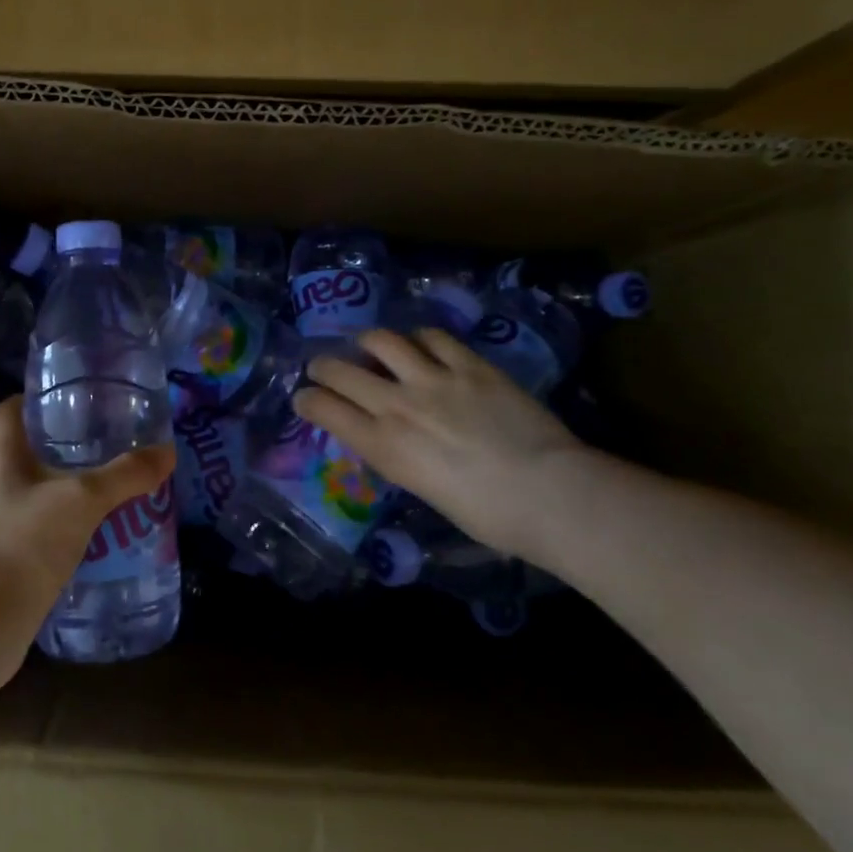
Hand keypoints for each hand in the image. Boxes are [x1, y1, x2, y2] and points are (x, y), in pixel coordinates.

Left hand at [0, 395, 176, 630]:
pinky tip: (103, 529)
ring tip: (117, 482)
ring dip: (74, 485)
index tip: (79, 396)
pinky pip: (44, 526)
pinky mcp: (9, 556)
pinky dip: (71, 523)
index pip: (12, 409)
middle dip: (71, 443)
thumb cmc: (24, 543)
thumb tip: (168, 451)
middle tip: (114, 439)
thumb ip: (125, 475)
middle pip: (32, 448)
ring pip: (41, 489)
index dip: (40, 397)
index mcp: (2, 455)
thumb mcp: (83, 500)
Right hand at [296, 328, 587, 557]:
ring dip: (368, 342)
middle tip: (323, 367)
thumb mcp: (423, 490)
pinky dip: (419, 339)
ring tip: (371, 346)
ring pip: (382, 341)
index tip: (303, 398)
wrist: (548, 493)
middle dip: (323, 367)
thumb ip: (399, 456)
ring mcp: (434, 379)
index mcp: (383, 446)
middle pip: (341, 370)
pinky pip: (433, 337)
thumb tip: (391, 437)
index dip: (306, 400)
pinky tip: (422, 345)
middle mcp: (397, 405)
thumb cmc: (486, 514)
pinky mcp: (471, 365)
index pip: (323, 409)